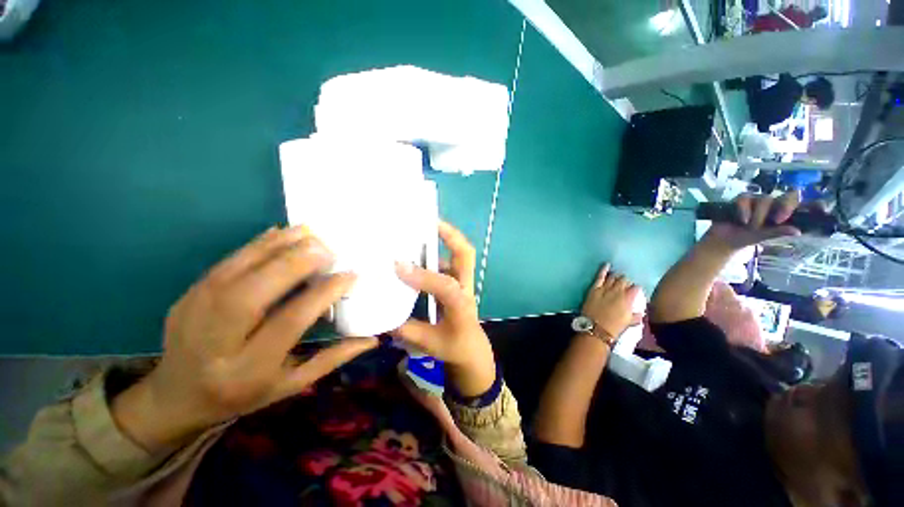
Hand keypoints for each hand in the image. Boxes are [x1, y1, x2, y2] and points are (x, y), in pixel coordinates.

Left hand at [113, 226, 377, 451]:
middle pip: (254, 293)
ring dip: (278, 246)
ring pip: (238, 271)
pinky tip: (281, 233)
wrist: (176, 396)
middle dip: (295, 264)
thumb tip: (373, 338)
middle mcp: (216, 340)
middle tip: (329, 248)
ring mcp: (194, 312)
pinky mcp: (188, 294)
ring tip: (311, 233)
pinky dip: (257, 244)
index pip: (288, 321)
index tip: (349, 275)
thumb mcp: (290, 385)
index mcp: (246, 370)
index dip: (322, 294)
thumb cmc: (243, 394)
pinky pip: (226, 262)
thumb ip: (332, 359)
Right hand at [392, 221, 495, 396]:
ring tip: (420, 230)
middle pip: (465, 254)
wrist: (472, 351)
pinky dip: (436, 253)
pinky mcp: (458, 282)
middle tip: (428, 222)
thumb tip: (380, 316)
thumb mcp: (428, 343)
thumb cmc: (454, 347)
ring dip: (443, 240)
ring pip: (459, 254)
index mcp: (461, 305)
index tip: (398, 266)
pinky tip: (418, 252)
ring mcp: (463, 282)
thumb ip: (405, 329)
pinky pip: (449, 261)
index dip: (423, 275)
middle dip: (450, 235)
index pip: (445, 285)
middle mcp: (465, 287)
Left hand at [581, 264, 640, 338]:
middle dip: (625, 281)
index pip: (636, 288)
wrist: (596, 328)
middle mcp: (618, 291)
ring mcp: (605, 288)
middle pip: (624, 280)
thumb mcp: (628, 323)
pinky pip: (600, 276)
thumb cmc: (613, 328)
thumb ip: (636, 316)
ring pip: (613, 277)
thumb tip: (641, 313)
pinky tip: (606, 264)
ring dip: (616, 276)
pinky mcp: (594, 288)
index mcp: (628, 300)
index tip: (634, 289)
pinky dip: (603, 270)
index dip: (635, 288)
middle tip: (624, 283)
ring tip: (617, 276)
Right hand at [703, 191, 801, 251]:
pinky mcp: (738, 200)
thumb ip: (778, 231)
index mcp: (778, 211)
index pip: (790, 198)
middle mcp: (768, 203)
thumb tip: (798, 231)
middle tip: (769, 223)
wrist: (722, 239)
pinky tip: (742, 220)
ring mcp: (753, 200)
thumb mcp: (763, 236)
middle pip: (776, 198)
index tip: (782, 218)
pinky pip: (743, 199)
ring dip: (757, 214)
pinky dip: (743, 209)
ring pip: (762, 199)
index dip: (790, 203)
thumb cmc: (745, 238)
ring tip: (748, 226)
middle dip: (772, 212)